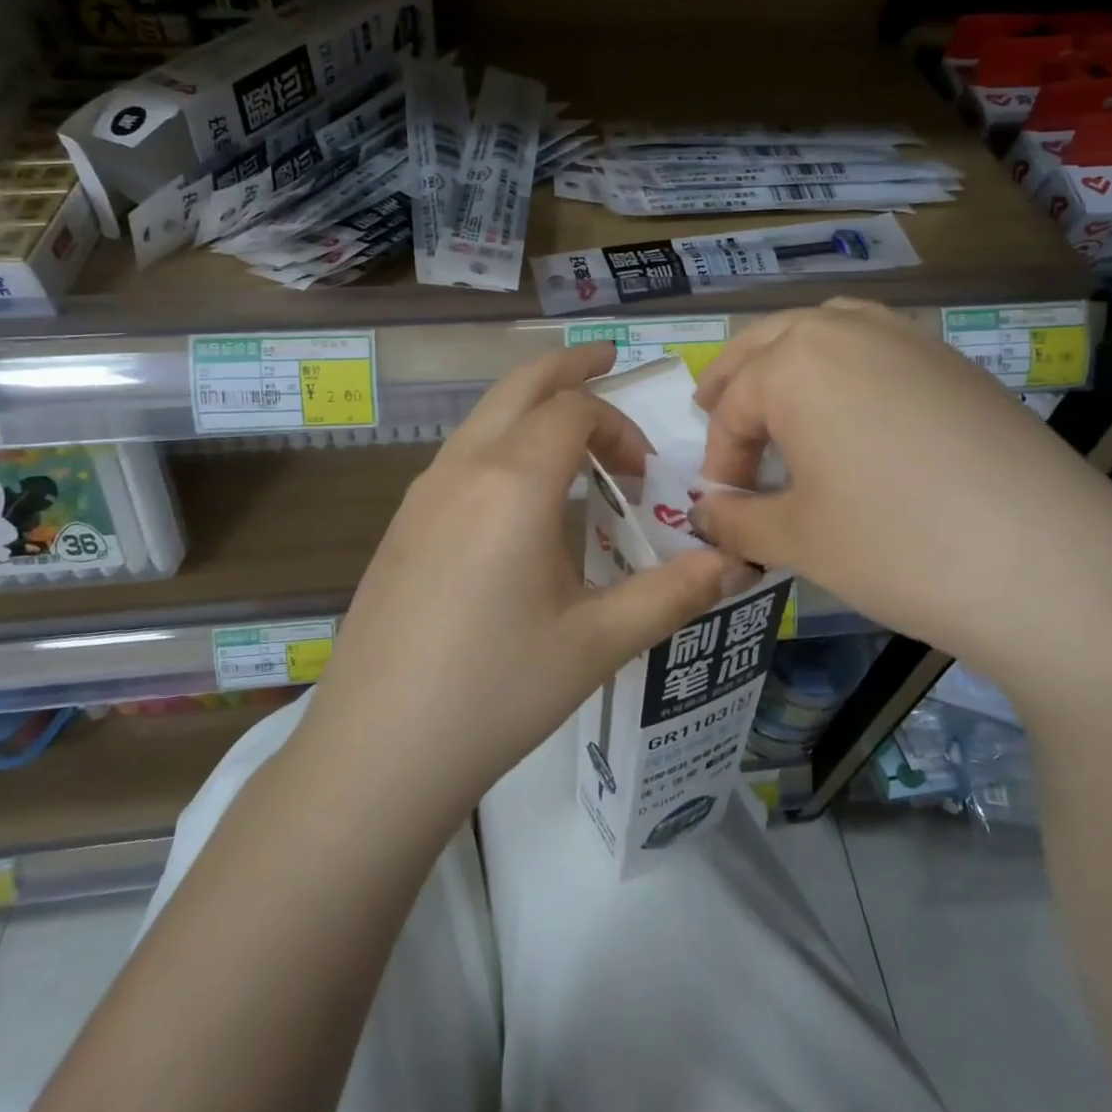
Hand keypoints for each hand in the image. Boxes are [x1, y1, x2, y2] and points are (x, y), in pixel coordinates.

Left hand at [310, 344, 747, 803]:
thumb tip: (734, 562)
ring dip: (532, 405)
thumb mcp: (597, 643)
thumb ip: (671, 593)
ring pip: (485, 414)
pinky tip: (519, 495)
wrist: (377, 750)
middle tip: (609, 362)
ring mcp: (422, 491)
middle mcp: (463, 467)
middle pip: (520, 384)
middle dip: (570, 368)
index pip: (575, 410)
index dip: (621, 426)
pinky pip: (461, 452)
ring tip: (571, 428)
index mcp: (514, 482)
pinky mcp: (402, 522)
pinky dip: (502, 440)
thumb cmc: (497, 692)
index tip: (644, 478)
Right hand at [689, 299, 1111, 694]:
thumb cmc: (896, 546)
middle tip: (710, 413)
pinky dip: (843, 365)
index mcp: (795, 362)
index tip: (723, 507)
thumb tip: (705, 513)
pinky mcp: (954, 362)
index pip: (733, 408)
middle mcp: (847, 329)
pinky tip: (852, 412)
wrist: (1049, 566)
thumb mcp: (795, 539)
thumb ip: (735, 519)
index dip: (719, 461)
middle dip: (734, 381)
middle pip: (767, 343)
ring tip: (777, 401)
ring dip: (787, 361)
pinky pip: (876, 346)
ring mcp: (909, 338)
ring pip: (824, 330)